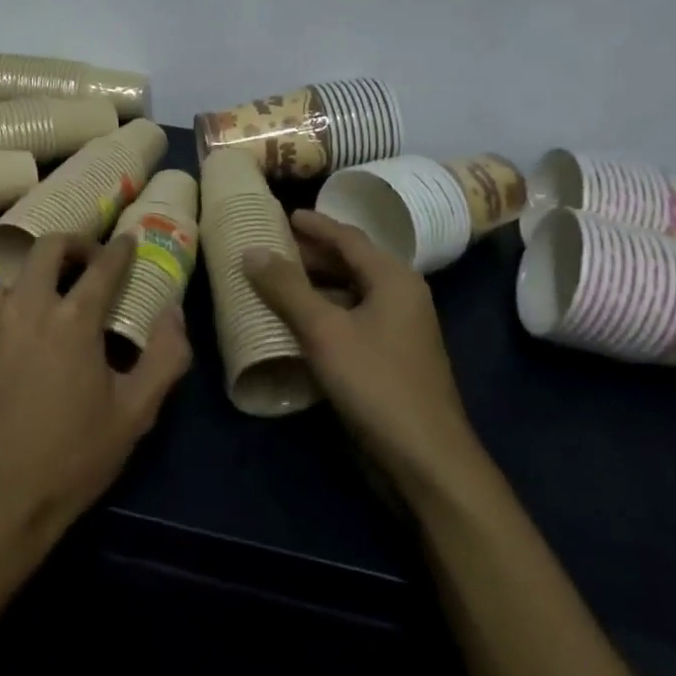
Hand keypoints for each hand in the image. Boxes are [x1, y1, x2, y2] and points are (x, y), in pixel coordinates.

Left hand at [0, 234, 191, 571]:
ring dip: (38, 276)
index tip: (129, 242)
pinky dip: (10, 302)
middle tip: (91, 262)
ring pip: (14, 276)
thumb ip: (164, 357)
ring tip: (52, 300)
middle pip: (49, 248)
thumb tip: (173, 314)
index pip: (102, 266)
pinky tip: (18, 332)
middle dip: (76, 245)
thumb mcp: (134, 414)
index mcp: (72, 320)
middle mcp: (27, 308)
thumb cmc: (71, 458)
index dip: (121, 250)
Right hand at [244, 210, 474, 498]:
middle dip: (311, 255)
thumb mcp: (324, 331)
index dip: (315, 224)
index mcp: (394, 279)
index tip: (284, 214)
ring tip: (273, 281)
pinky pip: (349, 323)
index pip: (349, 238)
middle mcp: (400, 298)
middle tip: (270, 247)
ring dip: (313, 286)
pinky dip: (322, 315)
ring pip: (349, 295)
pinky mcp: (387, 361)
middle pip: (350, 264)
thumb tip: (251, 251)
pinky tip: (293, 324)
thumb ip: (286, 288)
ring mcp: (396, 332)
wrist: (425, 460)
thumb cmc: (376, 383)